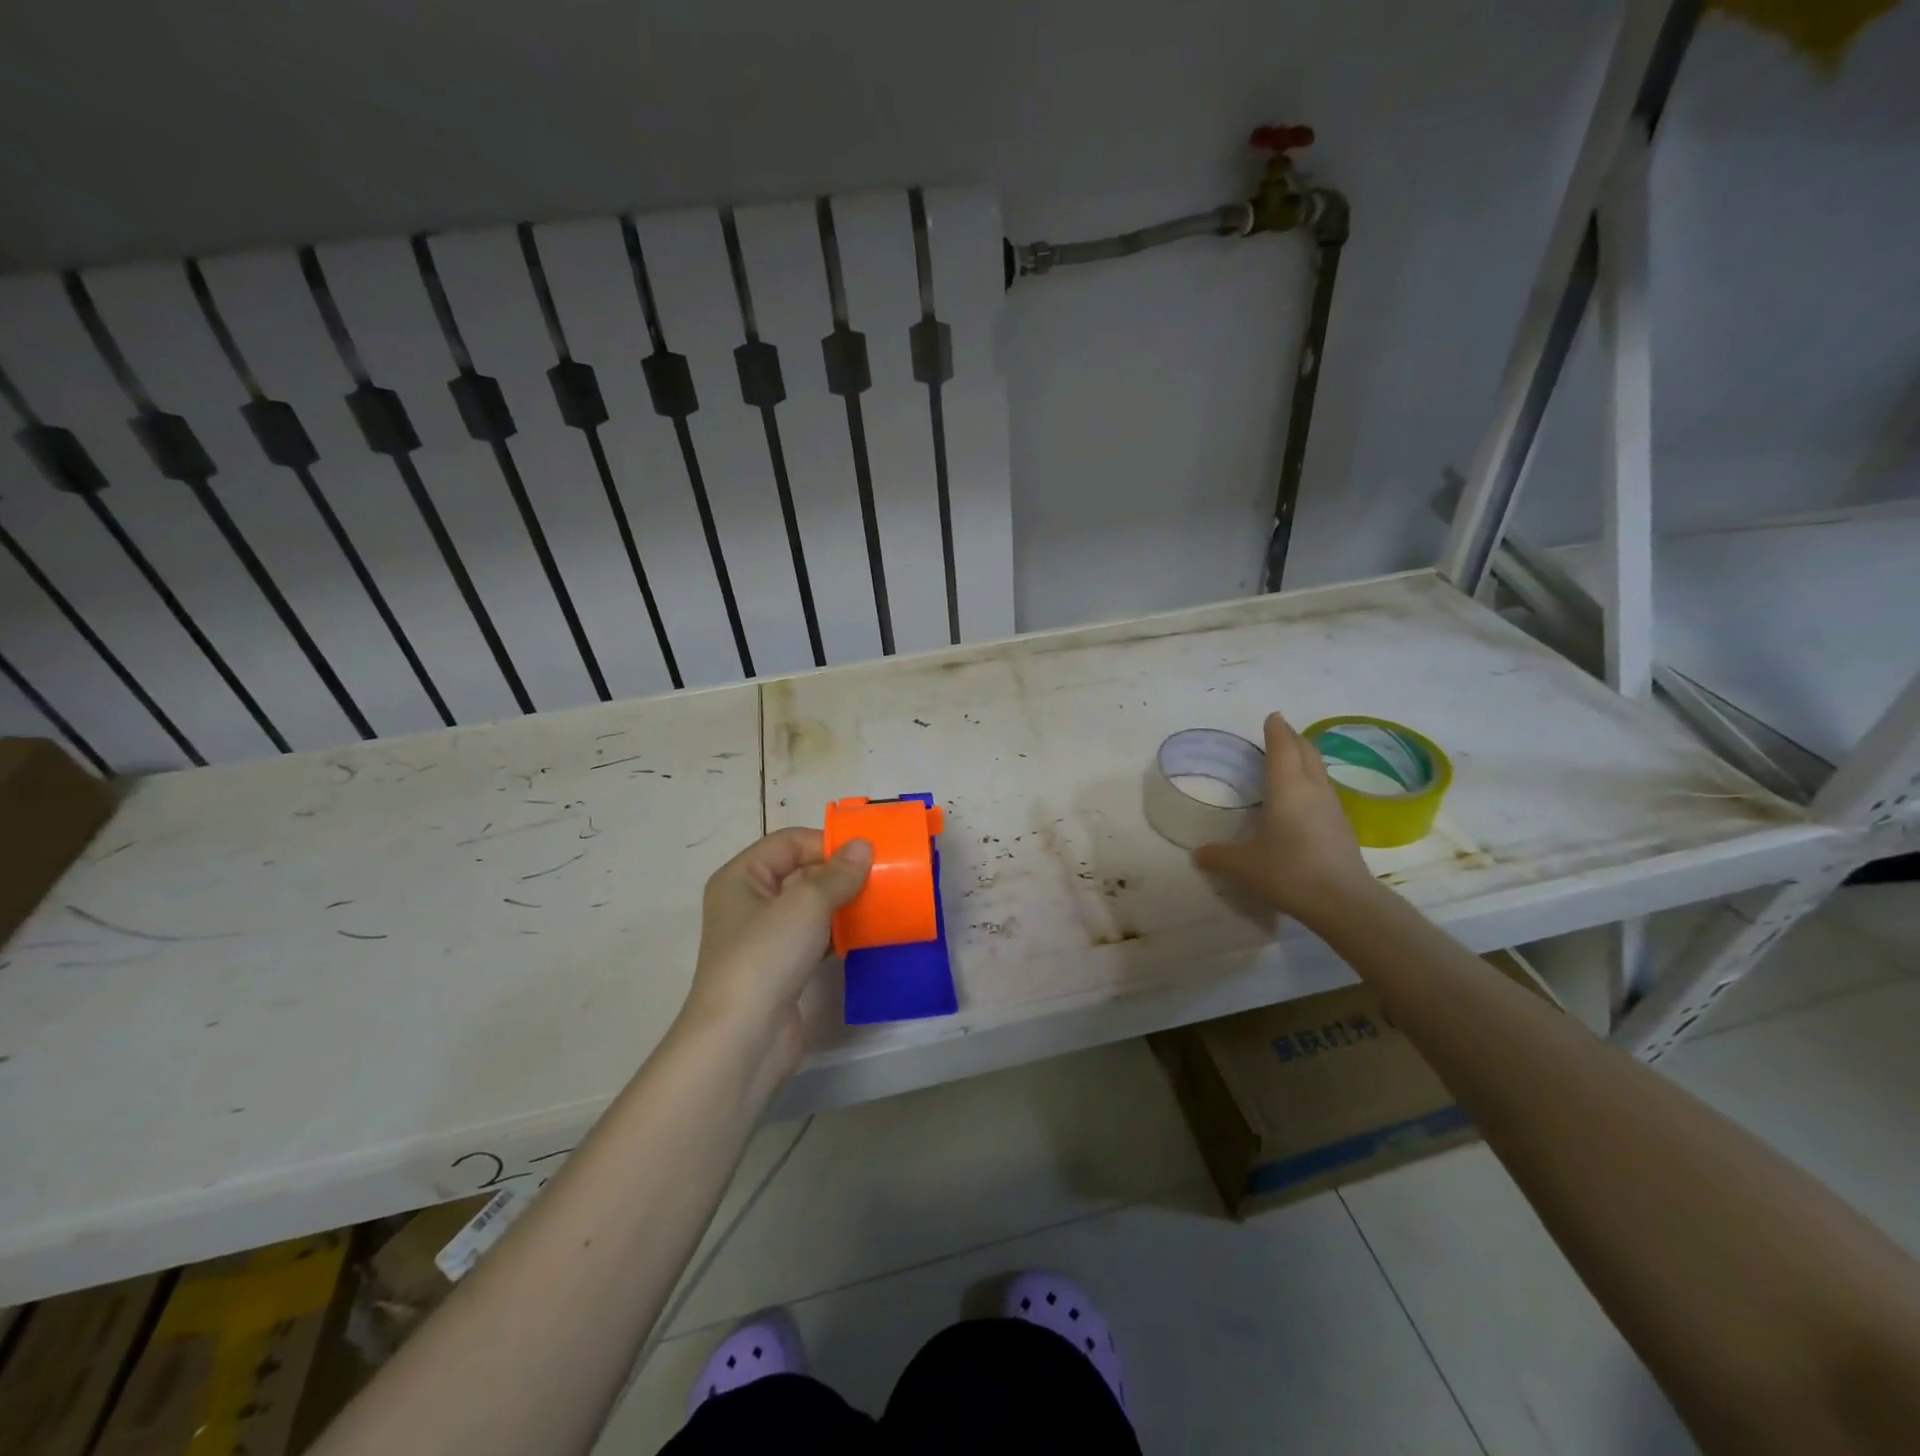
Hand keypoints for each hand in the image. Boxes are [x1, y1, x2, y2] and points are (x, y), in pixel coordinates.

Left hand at [679, 828, 871, 1072]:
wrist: (743, 1039)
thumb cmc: (766, 955)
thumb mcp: (806, 904)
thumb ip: (838, 873)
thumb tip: (863, 846)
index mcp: (741, 877)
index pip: (788, 843)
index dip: (826, 842)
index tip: (867, 854)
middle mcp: (749, 903)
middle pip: (800, 873)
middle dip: (839, 874)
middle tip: (882, 876)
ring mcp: (764, 939)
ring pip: (810, 908)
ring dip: (843, 904)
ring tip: (881, 903)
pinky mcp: (781, 969)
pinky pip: (814, 938)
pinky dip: (839, 934)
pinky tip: (866, 935)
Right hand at [1195, 712, 1377, 921]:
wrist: (1343, 901)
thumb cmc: (1288, 871)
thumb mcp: (1243, 865)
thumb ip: (1219, 856)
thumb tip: (1198, 853)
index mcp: (1286, 788)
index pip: (1282, 747)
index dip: (1276, 730)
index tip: (1272, 717)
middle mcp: (1312, 790)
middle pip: (1306, 752)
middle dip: (1293, 738)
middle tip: (1280, 731)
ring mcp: (1332, 807)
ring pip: (1318, 771)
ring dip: (1305, 759)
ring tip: (1291, 759)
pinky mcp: (1342, 826)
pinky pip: (1324, 791)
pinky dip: (1311, 782)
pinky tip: (1303, 797)